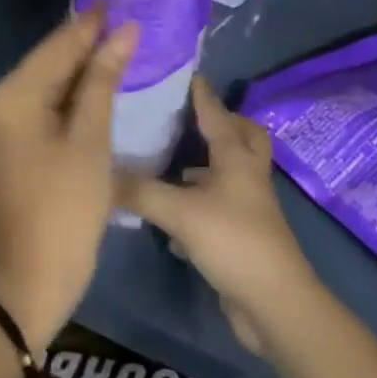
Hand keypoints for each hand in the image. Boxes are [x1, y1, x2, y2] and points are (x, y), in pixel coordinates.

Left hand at [0, 8, 137, 351]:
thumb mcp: (91, 140)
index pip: (55, 49)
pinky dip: (53, 99)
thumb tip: (125, 31)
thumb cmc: (68, 209)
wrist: (29, 280)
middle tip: (120, 28)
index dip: (89, 26)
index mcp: (6, 98)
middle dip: (81, 50)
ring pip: (34, 85)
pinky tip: (83, 89)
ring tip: (110, 51)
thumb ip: (102, 79)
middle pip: (42, 65)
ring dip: (70, 74)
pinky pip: (25, 107)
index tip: (116, 3)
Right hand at [117, 77, 318, 356]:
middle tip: (194, 119)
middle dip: (224, 124)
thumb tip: (102, 172)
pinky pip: (220, 208)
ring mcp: (248, 208)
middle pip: (244, 138)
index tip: (189, 74)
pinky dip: (201, 204)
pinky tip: (174, 215)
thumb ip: (140, 191)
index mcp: (236, 158)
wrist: (273, 304)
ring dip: (209, 166)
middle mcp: (246, 176)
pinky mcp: (242, 237)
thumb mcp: (180, 212)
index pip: (217, 115)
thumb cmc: (232, 241)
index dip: (202, 95)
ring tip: (176, 165)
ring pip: (231, 174)